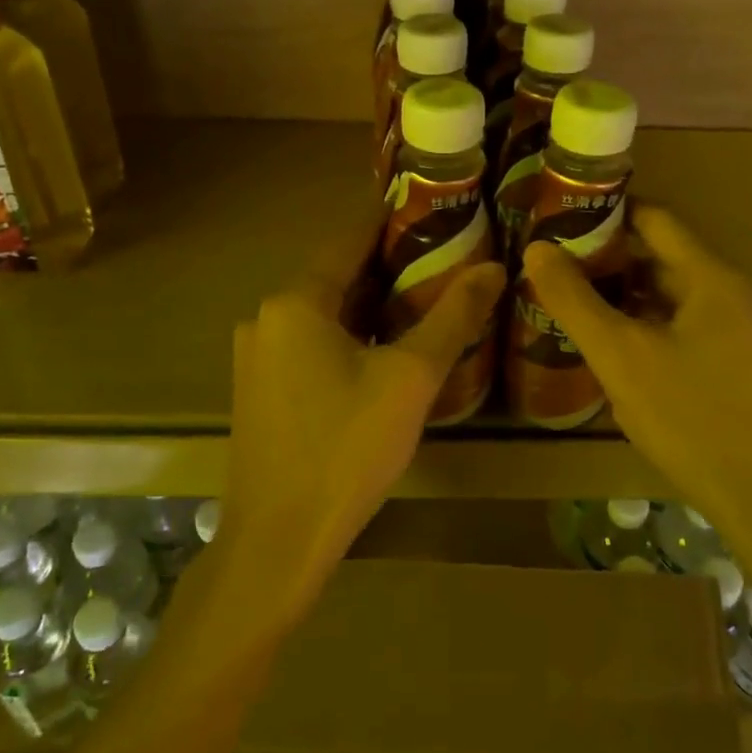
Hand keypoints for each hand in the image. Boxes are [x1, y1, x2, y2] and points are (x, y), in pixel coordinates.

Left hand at [222, 215, 504, 611]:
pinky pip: (311, 346)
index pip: (349, 240)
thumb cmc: (346, 448)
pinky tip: (385, 353)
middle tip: (445, 260)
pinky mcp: (260, 392)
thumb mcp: (411, 378)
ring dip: (370, 306)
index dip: (390, 223)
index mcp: (296, 302)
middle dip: (388, 268)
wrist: (278, 540)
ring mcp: (258, 357)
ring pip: (325, 315)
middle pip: (337, 277)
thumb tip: (494, 267)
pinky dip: (349, 338)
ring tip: (426, 301)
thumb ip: (453, 317)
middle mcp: (267, 318)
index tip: (433, 212)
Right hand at [523, 205, 751, 595]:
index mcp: (715, 280)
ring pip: (685, 306)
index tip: (565, 223)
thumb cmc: (696, 422)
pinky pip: (702, 337)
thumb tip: (538, 249)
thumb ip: (574, 300)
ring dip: (637, 306)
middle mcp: (745, 298)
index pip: (656, 220)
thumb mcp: (621, 358)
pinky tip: (636, 367)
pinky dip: (663, 336)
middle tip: (563, 278)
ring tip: (589, 320)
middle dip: (615, 267)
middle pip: (669, 263)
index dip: (609, 215)